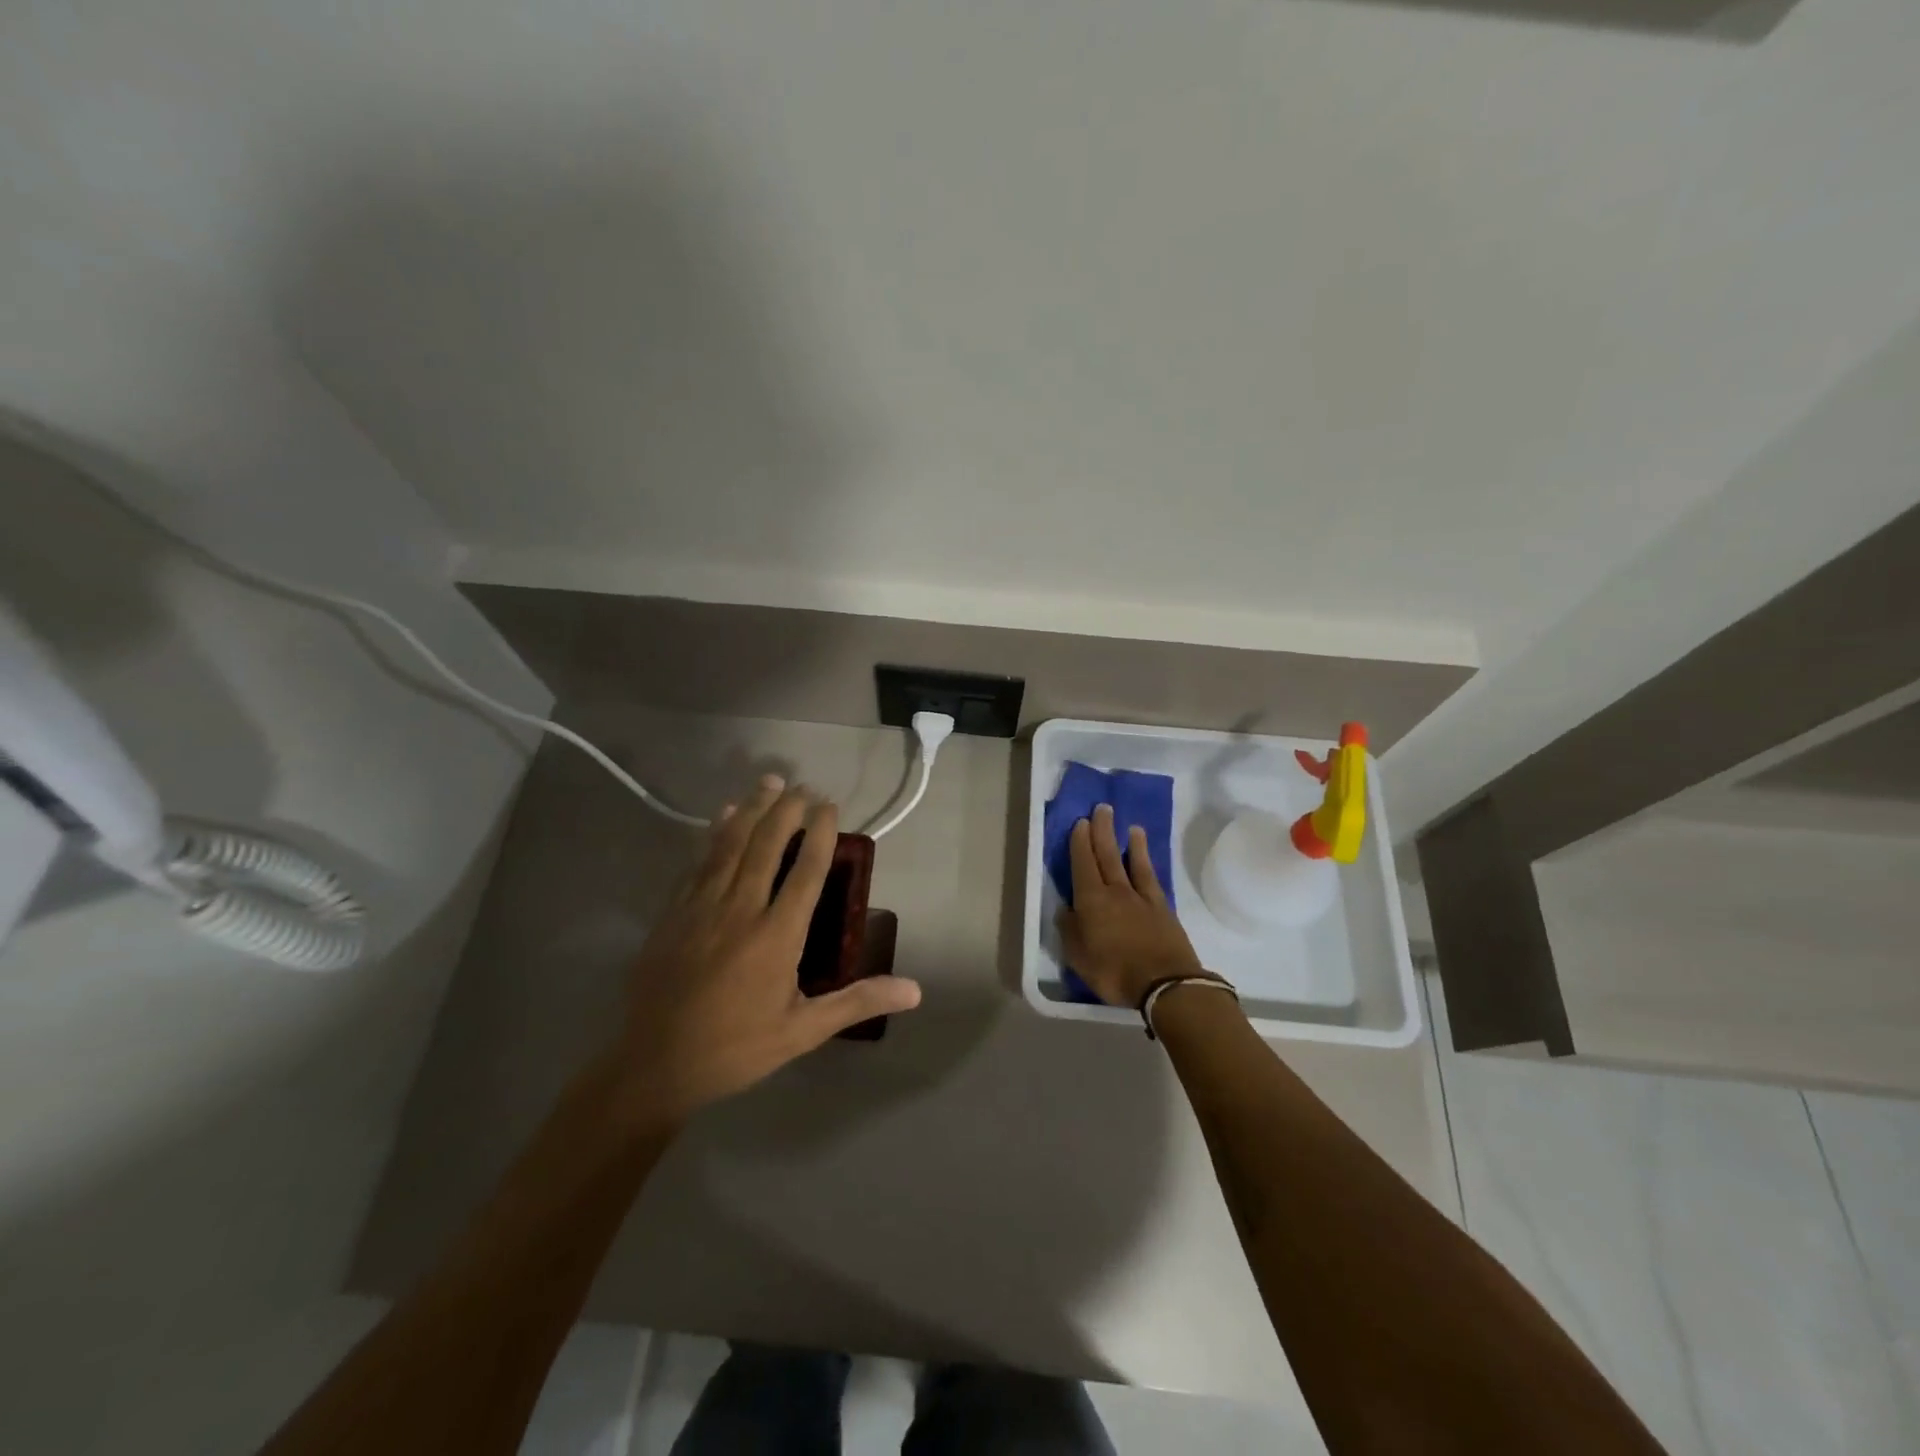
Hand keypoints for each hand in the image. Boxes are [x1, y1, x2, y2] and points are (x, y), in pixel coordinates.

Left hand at [609, 776, 921, 1127]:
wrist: (655, 1066)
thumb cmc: (736, 1049)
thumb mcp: (803, 1031)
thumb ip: (856, 1001)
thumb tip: (915, 991)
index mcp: (777, 935)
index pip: (807, 871)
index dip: (821, 833)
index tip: (830, 807)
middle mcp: (741, 910)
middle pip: (767, 845)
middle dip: (788, 810)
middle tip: (804, 786)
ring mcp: (702, 907)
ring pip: (731, 844)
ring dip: (752, 809)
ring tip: (769, 782)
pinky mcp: (673, 913)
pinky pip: (698, 862)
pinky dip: (713, 834)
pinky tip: (722, 816)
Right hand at [1055, 804, 1208, 1007]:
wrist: (1165, 984)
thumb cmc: (1115, 972)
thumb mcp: (1079, 958)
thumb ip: (1070, 930)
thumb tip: (1066, 909)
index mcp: (1091, 901)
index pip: (1083, 864)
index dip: (1080, 843)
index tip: (1080, 822)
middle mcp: (1116, 891)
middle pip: (1107, 855)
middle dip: (1102, 830)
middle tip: (1101, 809)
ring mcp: (1141, 898)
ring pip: (1132, 862)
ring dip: (1129, 842)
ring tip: (1129, 825)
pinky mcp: (1162, 908)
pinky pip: (1152, 878)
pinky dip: (1147, 863)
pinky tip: (1146, 857)